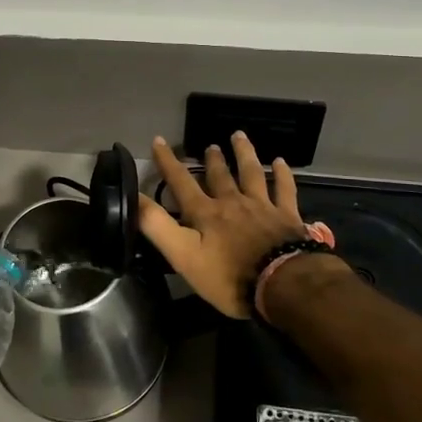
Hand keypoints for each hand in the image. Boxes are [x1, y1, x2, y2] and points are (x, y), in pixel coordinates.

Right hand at [139, 132, 306, 318]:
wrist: (282, 284)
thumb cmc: (229, 276)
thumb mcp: (183, 256)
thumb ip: (158, 226)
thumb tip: (135, 197)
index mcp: (206, 213)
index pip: (181, 182)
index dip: (168, 162)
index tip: (158, 141)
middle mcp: (233, 202)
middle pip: (220, 176)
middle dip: (212, 159)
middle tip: (210, 145)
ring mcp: (262, 207)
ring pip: (251, 173)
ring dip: (244, 154)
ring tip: (239, 136)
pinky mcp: (287, 216)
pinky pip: (285, 189)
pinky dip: (283, 174)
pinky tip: (280, 162)